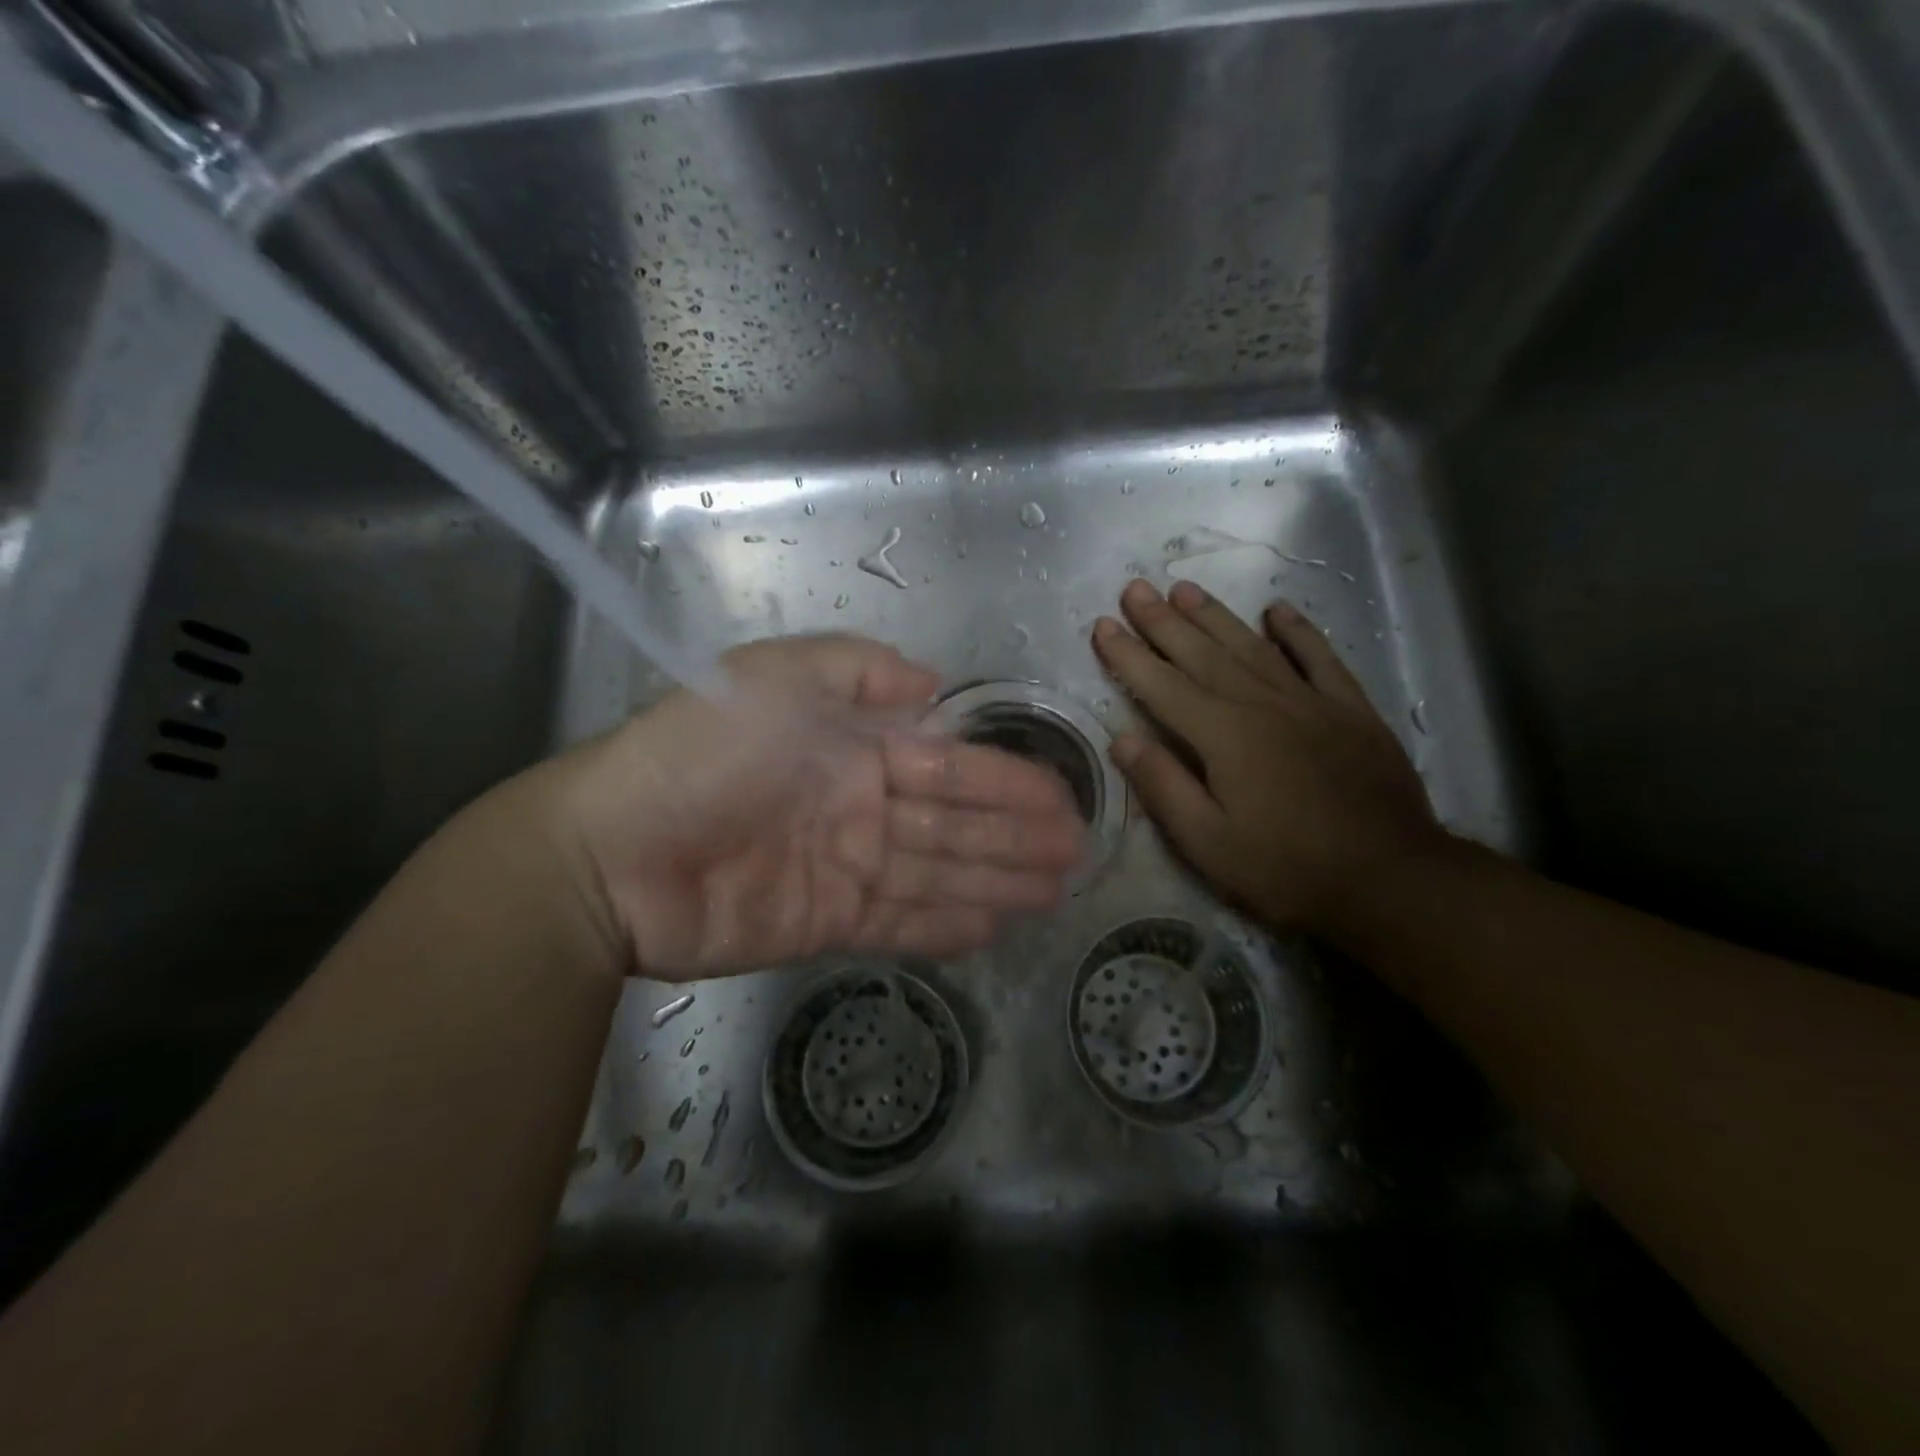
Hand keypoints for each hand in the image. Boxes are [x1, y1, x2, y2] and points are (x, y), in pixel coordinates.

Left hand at [545, 634, 1083, 979]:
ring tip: (1055, 890)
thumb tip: (933, 685)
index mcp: (853, 747)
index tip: (1060, 799)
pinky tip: (995, 925)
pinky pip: (901, 922)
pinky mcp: (826, 922)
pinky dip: (947, 925)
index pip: (948, 766)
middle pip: (954, 823)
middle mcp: (859, 805)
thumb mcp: (775, 678)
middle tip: (1076, 851)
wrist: (614, 854)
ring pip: (938, 873)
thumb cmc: (701, 753)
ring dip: (997, 880)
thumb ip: (858, 671)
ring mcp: (846, 868)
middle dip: (1017, 835)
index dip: (1007, 782)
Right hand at [1091, 579, 1448, 933]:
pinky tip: (1276, 610)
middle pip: (1202, 654)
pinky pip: (1319, 657)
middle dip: (1163, 621)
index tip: (1102, 626)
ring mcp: (1310, 701)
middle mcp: (1262, 704)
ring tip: (1184, 588)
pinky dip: (1297, 631)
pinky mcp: (1350, 709)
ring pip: (1252, 646)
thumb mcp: (1208, 843)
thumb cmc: (1286, 868)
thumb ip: (1164, 787)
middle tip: (1134, 589)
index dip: (1128, 655)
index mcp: (1223, 736)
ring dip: (1215, 615)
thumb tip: (1122, 740)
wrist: (1390, 878)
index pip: (1162, 686)